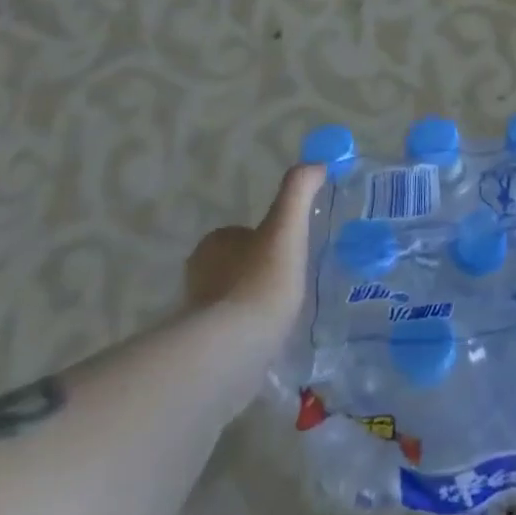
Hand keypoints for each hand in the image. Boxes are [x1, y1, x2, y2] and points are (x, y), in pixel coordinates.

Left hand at [184, 163, 326, 334]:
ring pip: (236, 302)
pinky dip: (251, 335)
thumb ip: (299, 190)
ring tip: (289, 316)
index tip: (294, 254)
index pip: (244, 235)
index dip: (271, 241)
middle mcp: (198, 277)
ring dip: (257, 306)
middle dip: (263, 274)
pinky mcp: (203, 350)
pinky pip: (234, 334)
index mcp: (213, 245)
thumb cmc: (261, 281)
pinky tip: (273, 342)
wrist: (234, 350)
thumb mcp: (286, 226)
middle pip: (239, 267)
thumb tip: (317, 163)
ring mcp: (198, 317)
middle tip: (295, 286)